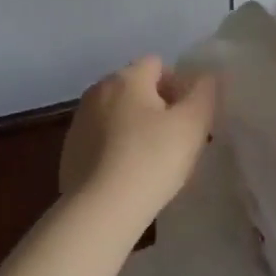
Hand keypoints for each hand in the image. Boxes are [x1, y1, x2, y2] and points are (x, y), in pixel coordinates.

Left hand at [60, 56, 217, 217]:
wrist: (100, 210)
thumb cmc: (151, 160)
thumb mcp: (193, 124)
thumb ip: (204, 93)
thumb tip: (204, 77)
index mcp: (126, 78)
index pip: (158, 64)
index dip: (180, 86)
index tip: (191, 117)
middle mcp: (97, 91)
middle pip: (137, 88)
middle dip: (160, 107)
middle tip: (179, 139)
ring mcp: (79, 121)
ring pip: (119, 114)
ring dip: (138, 128)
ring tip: (155, 161)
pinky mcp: (70, 151)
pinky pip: (103, 139)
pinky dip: (118, 148)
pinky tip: (130, 175)